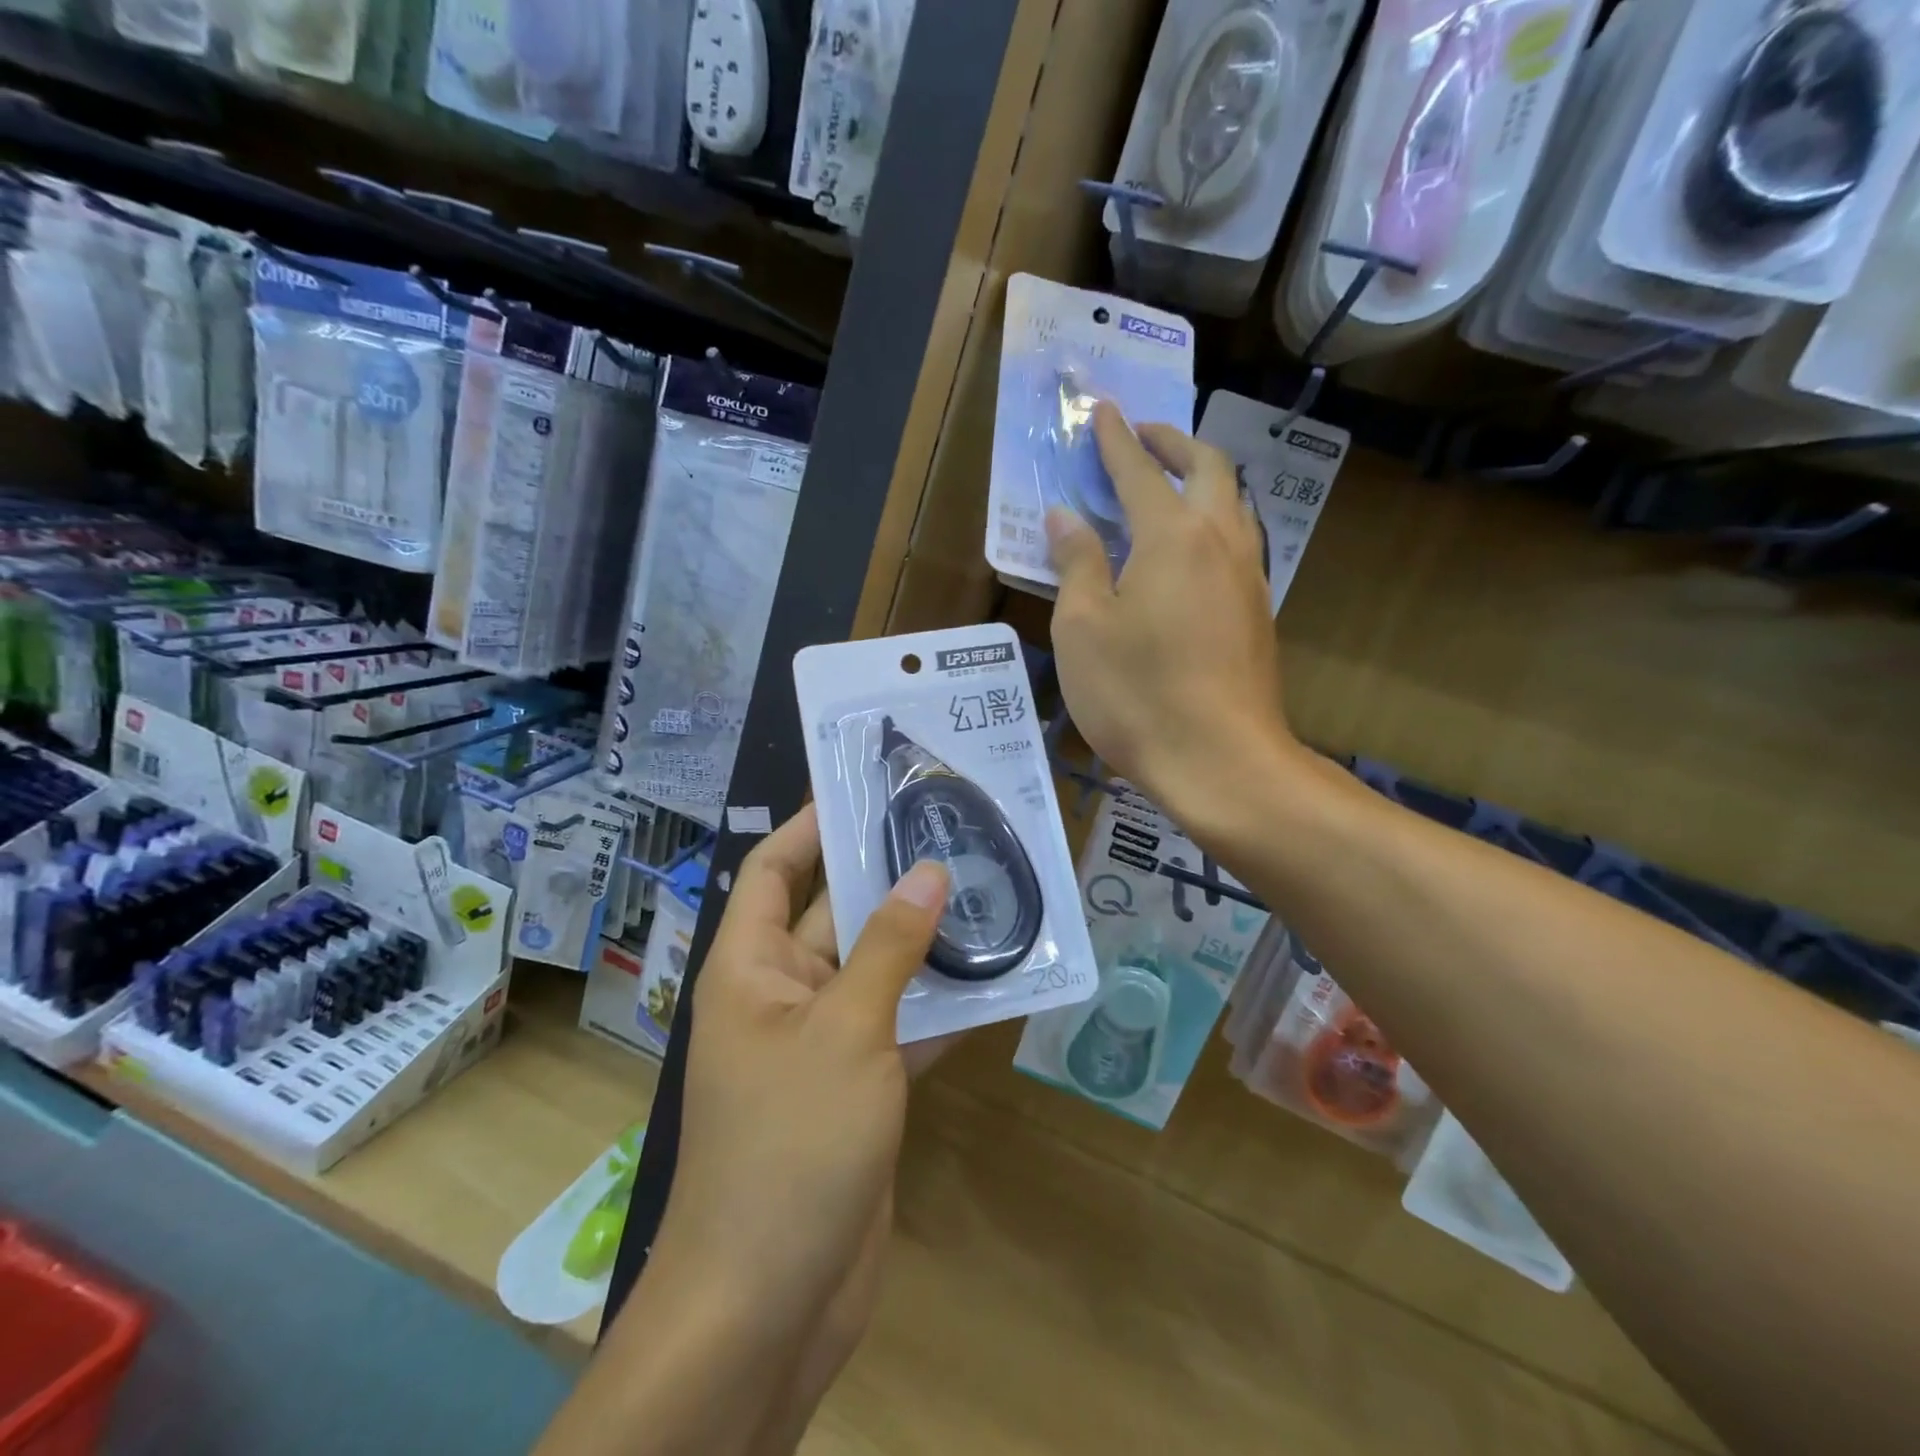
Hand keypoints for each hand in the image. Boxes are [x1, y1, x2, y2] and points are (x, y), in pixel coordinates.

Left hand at [656, 807, 951, 1420]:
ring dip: (925, 939)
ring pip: (878, 969)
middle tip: (951, 830)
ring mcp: (824, 1042)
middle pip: (836, 913)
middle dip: (888, 875)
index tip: (863, 787)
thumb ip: (889, 948)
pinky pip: (902, 1025)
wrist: (770, 1301)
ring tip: (987, 888)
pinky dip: (941, 1005)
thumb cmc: (789, 1145)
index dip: (811, 825)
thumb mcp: (844, 1031)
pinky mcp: (860, 1086)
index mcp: (751, 967)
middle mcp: (783, 992)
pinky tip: (999, 977)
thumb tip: (927, 872)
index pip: (773, 870)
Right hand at [1048, 402, 1300, 828]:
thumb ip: (1077, 564)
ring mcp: (1249, 578)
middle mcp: (1220, 542)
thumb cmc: (1138, 693)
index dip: (1115, 439)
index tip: (1102, 410)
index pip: (1139, 470)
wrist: (1221, 761)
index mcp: (1172, 536)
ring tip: (1172, 485)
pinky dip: (1215, 522)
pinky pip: (1239, 543)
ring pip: (1235, 504)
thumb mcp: (1084, 629)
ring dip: (1203, 479)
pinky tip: (1194, 552)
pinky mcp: (1258, 614)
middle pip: (1208, 468)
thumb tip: (1066, 517)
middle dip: (1173, 442)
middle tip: (1142, 436)